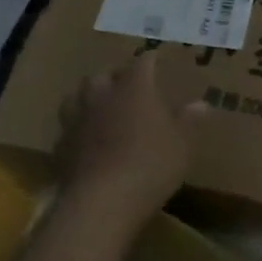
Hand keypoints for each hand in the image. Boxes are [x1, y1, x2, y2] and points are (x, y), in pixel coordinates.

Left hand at [56, 53, 204, 225]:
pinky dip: (77, 130)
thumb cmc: (150, 165)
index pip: (143, 63)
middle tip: (126, 86)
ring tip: (99, 107)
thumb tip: (200, 104)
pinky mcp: (61, 147)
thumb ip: (188, 121)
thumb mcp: (181, 144)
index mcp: (134, 88)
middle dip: (114, 77)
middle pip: (103, 75)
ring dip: (88, 98)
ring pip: (76, 97)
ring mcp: (77, 121)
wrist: (101, 202)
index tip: (157, 58)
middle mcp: (102, 96)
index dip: (151, 60)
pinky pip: (67, 129)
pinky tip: (85, 140)